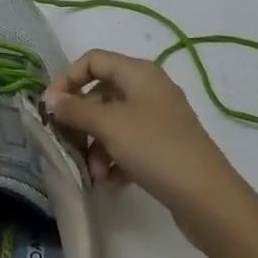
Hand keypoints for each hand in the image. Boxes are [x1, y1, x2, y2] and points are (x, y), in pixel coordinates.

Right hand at [42, 49, 246, 227]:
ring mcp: (158, 119)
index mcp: (139, 73)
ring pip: (113, 123)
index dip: (68, 79)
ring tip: (95, 174)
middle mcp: (149, 89)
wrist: (208, 197)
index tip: (51, 107)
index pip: (93, 60)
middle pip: (101, 94)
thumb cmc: (155, 148)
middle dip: (82, 121)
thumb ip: (75, 109)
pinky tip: (111, 184)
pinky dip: (115, 160)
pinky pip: (129, 145)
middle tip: (68, 144)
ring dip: (97, 147)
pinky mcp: (163, 147)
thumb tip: (49, 98)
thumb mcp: (110, 125)